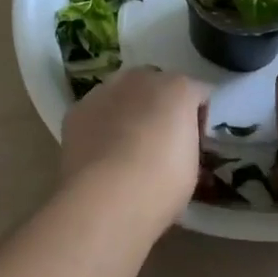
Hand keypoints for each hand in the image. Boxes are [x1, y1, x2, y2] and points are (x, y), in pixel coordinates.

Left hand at [62, 68, 209, 226]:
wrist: (105, 198)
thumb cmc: (161, 184)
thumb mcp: (192, 168)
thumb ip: (188, 143)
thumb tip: (179, 146)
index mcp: (179, 88)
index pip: (199, 94)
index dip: (199, 120)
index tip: (195, 146)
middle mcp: (142, 78)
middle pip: (158, 85)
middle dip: (161, 107)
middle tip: (161, 142)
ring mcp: (105, 90)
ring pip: (123, 94)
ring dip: (129, 111)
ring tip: (126, 148)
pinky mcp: (77, 109)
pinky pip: (97, 111)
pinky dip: (101, 125)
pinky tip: (101, 153)